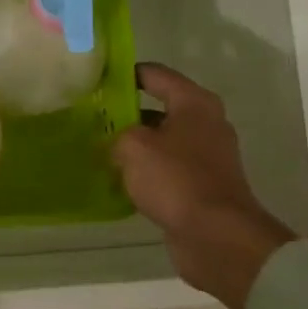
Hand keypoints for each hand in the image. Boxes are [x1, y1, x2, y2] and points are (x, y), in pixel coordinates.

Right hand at [113, 63, 297, 308]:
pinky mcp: (201, 186)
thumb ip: (118, 134)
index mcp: (194, 103)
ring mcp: (206, 157)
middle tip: (91, 117)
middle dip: (126, 112)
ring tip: (99, 149)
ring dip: (134, 145)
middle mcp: (205, 124)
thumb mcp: (133, 146)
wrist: (216, 235)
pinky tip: (119, 180)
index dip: (126, 73)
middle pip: (159, 108)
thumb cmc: (176, 179)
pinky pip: (166, 170)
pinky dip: (145, 172)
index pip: (155, 74)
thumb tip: (115, 142)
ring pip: (162, 141)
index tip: (97, 78)